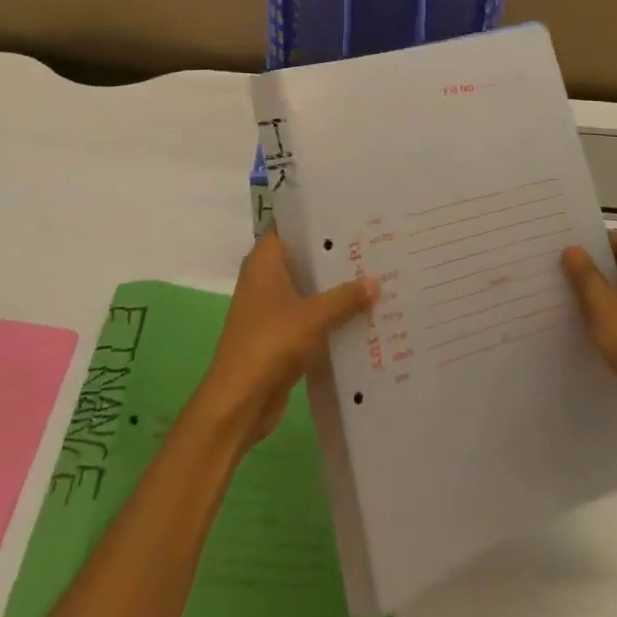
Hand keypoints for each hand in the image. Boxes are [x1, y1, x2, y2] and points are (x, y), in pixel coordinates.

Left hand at [193, 232, 377, 450]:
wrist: (239, 402)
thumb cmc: (271, 344)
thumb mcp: (314, 317)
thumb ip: (345, 297)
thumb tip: (376, 280)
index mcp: (264, 261)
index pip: (291, 225)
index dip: (317, 219)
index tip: (350, 214)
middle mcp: (264, 278)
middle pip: (303, 257)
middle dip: (333, 255)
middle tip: (372, 245)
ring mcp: (270, 307)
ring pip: (307, 287)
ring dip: (333, 287)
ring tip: (374, 275)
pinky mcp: (278, 334)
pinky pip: (308, 314)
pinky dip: (328, 314)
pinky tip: (360, 314)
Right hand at [562, 230, 616, 446]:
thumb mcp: (603, 307)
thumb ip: (586, 275)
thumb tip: (573, 248)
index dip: (602, 238)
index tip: (575, 247)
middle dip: (600, 262)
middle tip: (568, 267)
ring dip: (605, 287)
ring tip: (574, 293)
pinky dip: (614, 309)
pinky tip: (593, 323)